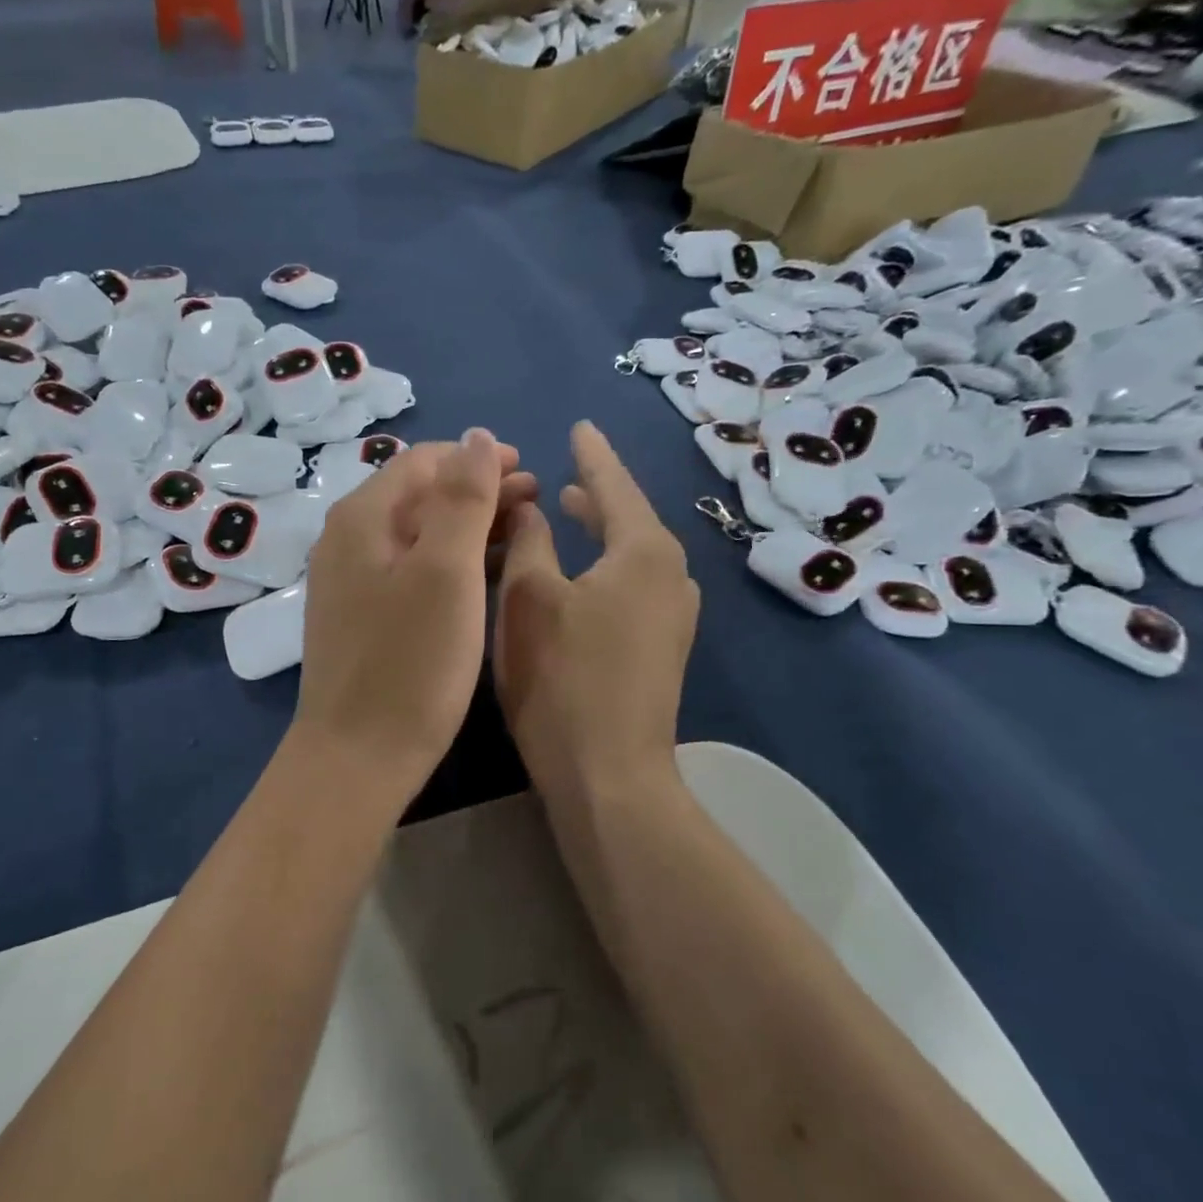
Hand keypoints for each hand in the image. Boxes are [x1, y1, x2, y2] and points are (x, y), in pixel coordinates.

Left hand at [294, 429, 535, 791]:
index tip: (527, 470)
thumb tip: (476, 437)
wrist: (357, 757)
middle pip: (419, 495)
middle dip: (478, 490)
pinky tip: (482, 575)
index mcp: (363, 518)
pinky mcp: (362, 617)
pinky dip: (450, 560)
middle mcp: (347, 540)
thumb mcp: (446, 571)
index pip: (423, 461)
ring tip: (520, 533)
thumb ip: (462, 498)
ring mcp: (351, 581)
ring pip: (417, 533)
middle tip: (535, 501)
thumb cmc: (410, 663)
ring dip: (468, 525)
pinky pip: (410, 568)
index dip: (477, 458)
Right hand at [494, 421, 697, 811]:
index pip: (615, 484)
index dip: (593, 453)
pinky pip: (635, 585)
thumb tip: (534, 509)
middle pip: (630, 517)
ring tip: (571, 511)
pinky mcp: (663, 649)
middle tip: (567, 470)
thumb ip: (528, 541)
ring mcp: (673, 616)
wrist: (610, 776)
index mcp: (644, 551)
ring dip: (602, 531)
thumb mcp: (529, 598)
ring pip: (633, 554)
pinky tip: (584, 575)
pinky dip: (608, 566)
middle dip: (597, 492)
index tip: (580, 425)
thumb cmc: (563, 679)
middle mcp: (672, 575)